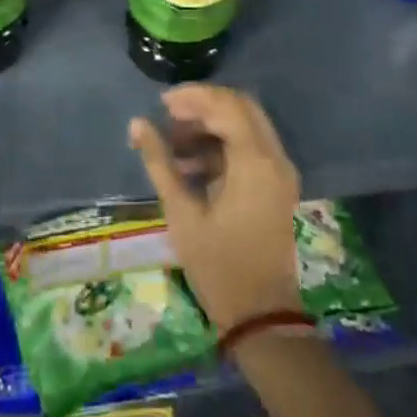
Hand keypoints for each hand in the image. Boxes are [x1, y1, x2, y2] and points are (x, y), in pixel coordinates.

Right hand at [129, 85, 300, 332]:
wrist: (262, 318)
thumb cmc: (219, 266)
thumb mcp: (182, 212)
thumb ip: (160, 162)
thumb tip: (137, 123)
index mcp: (256, 161)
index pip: (226, 104)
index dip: (192, 97)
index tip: (161, 105)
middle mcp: (275, 158)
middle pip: (240, 108)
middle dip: (202, 107)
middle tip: (168, 117)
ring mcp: (280, 173)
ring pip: (246, 126)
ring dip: (211, 126)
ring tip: (172, 146)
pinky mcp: (276, 188)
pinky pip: (250, 148)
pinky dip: (222, 146)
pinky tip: (190, 167)